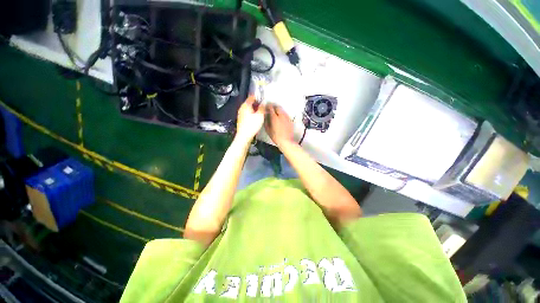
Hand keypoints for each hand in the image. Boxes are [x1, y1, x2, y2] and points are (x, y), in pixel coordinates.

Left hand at [235, 95, 264, 143]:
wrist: (244, 136)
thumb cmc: (252, 125)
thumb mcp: (260, 115)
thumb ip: (262, 107)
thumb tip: (264, 103)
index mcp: (246, 105)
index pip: (251, 97)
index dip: (258, 97)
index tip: (262, 99)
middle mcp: (242, 108)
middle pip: (250, 103)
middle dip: (256, 104)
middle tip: (263, 107)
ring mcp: (240, 114)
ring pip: (249, 109)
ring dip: (254, 110)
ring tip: (260, 113)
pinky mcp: (241, 120)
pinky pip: (247, 114)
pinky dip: (252, 114)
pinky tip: (256, 119)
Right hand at [265, 104, 294, 147]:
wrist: (286, 141)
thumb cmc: (276, 137)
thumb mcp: (268, 130)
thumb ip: (266, 121)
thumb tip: (265, 116)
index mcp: (275, 118)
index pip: (271, 108)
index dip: (268, 106)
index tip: (266, 106)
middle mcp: (281, 116)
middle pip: (278, 107)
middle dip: (274, 106)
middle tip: (271, 107)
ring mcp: (286, 118)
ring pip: (282, 110)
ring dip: (278, 109)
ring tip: (276, 112)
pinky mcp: (290, 120)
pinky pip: (286, 114)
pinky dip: (283, 113)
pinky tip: (281, 117)